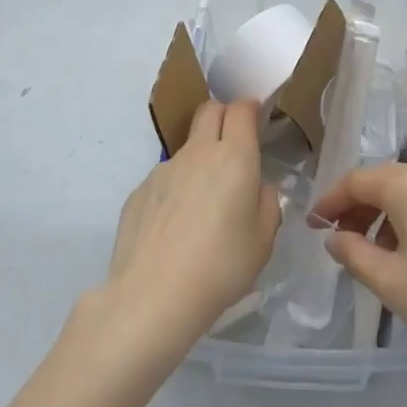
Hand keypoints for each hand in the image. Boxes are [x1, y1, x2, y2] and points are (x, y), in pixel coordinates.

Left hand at [98, 100, 281, 357]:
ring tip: (202, 206)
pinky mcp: (138, 192)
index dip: (250, 108)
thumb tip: (258, 188)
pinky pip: (164, 178)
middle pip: (209, 110)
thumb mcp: (263, 241)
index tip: (256, 120)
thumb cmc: (221, 267)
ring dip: (199, 159)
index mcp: (234, 157)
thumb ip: (268, 204)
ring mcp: (163, 170)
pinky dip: (175, 190)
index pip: (240, 109)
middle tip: (233, 144)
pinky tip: (175, 229)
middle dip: (223, 115)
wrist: (152, 297)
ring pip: (187, 147)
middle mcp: (197, 152)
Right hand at [310, 164, 406, 376]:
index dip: (331, 201)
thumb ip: (354, 254)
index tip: (314, 225)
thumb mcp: (391, 283)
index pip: (357, 180)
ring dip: (389, 216)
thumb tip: (336, 237)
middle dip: (359, 209)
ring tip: (381, 256)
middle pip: (386, 181)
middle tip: (342, 241)